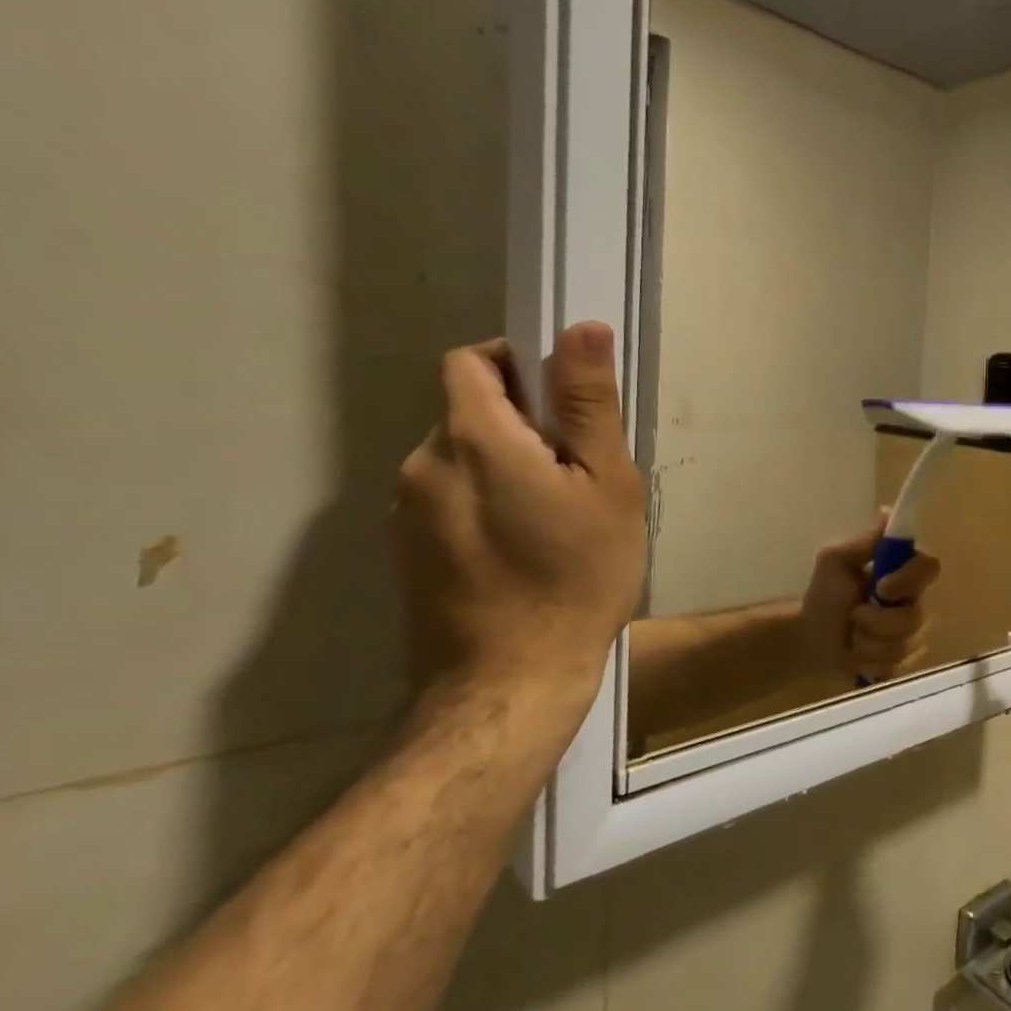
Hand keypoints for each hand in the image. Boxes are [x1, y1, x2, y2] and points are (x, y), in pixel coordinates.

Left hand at [391, 322, 647, 726]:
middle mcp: (422, 464)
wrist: (512, 682)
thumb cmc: (576, 576)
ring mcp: (404, 512)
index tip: (566, 403)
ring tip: (557, 520)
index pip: (473, 361)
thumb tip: (582, 328)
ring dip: (506, 467)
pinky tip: (525, 552)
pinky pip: (449, 500)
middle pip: (470, 412)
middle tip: (580, 475)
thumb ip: (588, 404)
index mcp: (471, 439)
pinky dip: (485, 504)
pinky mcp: (405, 552)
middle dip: (524, 425)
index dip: (519, 364)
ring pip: (462, 460)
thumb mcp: (605, 485)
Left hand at [799, 516, 941, 683]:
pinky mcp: (903, 663)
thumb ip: (865, 542)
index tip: (881, 587)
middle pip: (917, 616)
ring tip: (851, 637)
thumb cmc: (822, 595)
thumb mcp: (836, 560)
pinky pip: (897, 666)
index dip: (909, 580)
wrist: (807, 638)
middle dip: (878, 621)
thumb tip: (887, 512)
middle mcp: (913, 602)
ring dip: (869, 643)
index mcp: (902, 573)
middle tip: (854, 617)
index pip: (930, 567)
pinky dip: (869, 662)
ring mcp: (911, 635)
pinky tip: (856, 656)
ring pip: (905, 644)